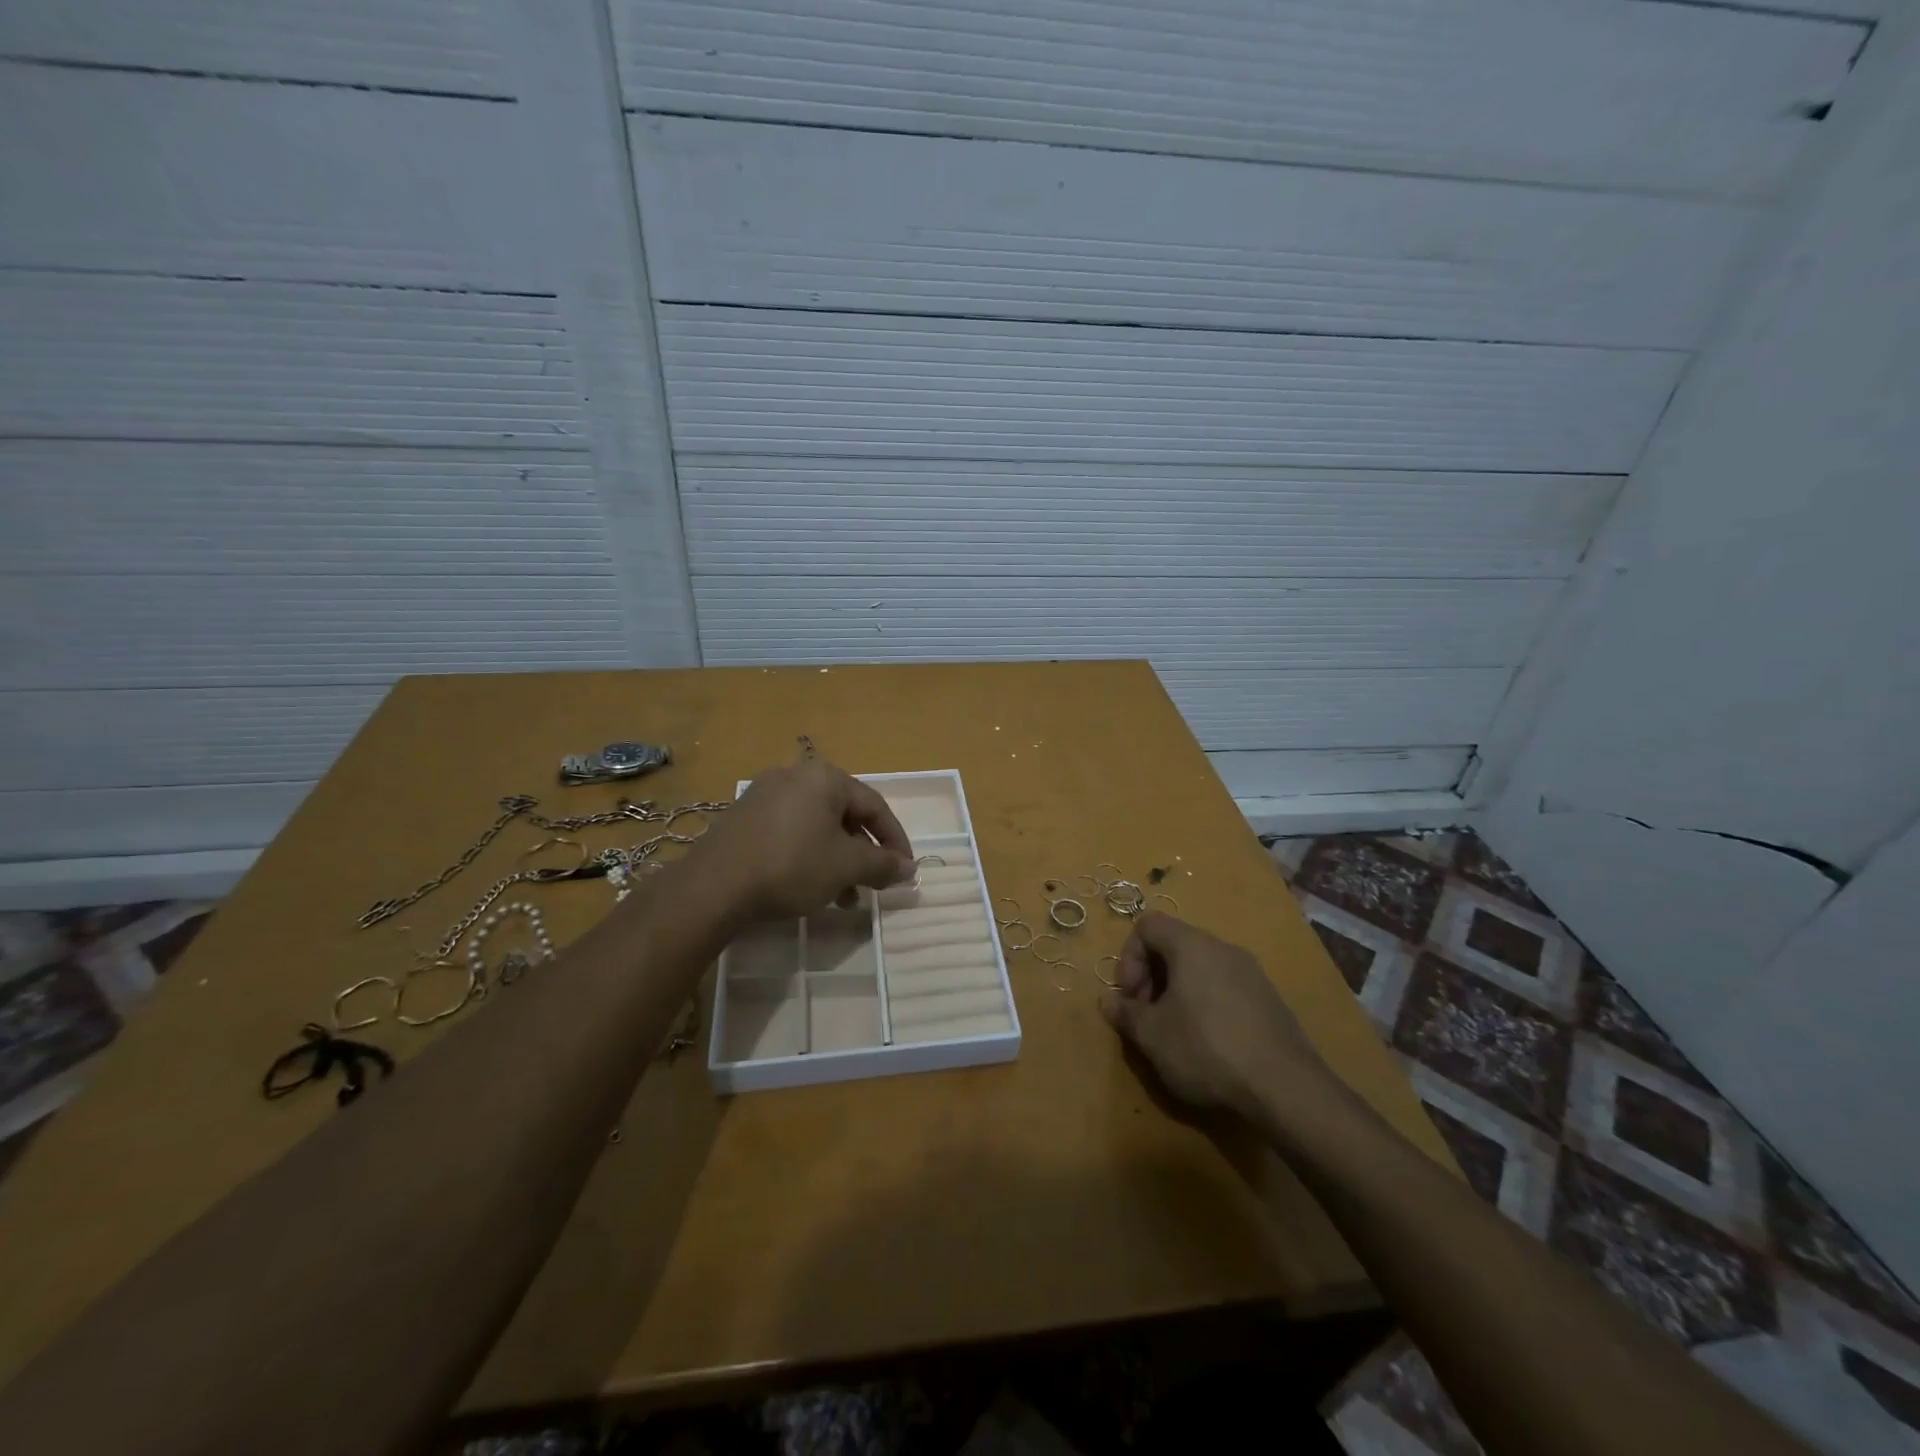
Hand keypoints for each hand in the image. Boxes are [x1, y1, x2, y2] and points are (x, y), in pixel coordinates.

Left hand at [695, 759, 914, 920]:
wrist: (713, 886)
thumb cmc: (791, 866)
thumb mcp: (846, 867)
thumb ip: (882, 864)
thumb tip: (909, 868)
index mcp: (825, 777)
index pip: (875, 806)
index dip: (895, 840)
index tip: (905, 870)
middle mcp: (795, 776)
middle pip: (845, 815)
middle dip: (863, 854)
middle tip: (872, 885)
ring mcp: (765, 795)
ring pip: (817, 827)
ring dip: (837, 861)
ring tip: (843, 898)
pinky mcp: (744, 818)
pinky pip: (791, 832)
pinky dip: (809, 857)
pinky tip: (809, 888)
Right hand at [1100, 912, 1332, 1118]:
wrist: (1286, 1087)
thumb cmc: (1206, 1049)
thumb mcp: (1152, 1036)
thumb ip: (1125, 1014)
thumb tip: (1108, 1002)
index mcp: (1191, 945)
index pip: (1147, 925)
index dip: (1129, 957)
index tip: (1131, 996)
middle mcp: (1223, 948)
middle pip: (1174, 945)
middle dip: (1151, 977)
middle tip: (1147, 1017)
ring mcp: (1251, 973)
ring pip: (1200, 968)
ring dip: (1177, 993)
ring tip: (1174, 1034)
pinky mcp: (1269, 1000)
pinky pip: (1225, 988)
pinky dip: (1206, 1005)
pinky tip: (1208, 1045)